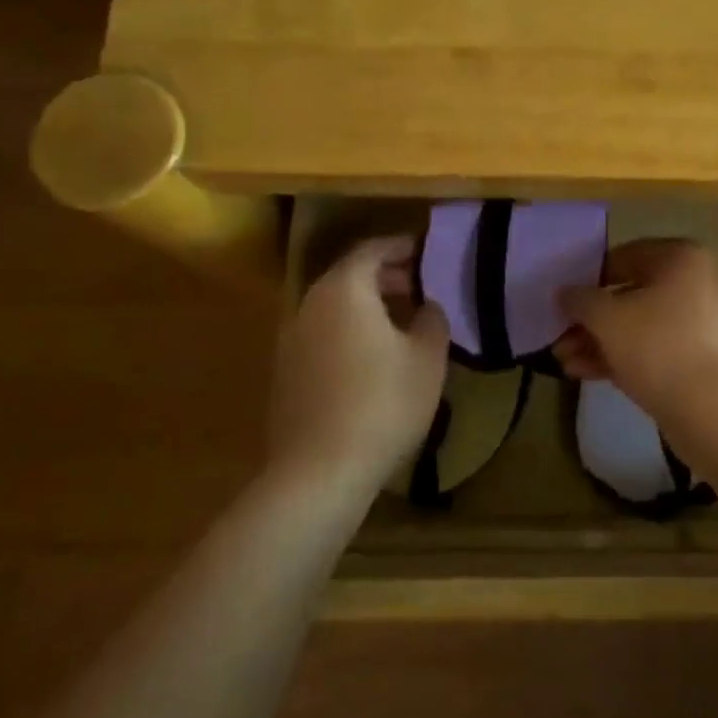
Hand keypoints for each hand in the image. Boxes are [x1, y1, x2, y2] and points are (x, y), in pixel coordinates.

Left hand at [266, 235, 448, 487]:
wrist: (320, 470)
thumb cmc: (383, 403)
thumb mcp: (428, 357)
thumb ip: (432, 320)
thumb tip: (426, 306)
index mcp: (344, 290)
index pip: (372, 249)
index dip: (401, 246)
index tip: (425, 251)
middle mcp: (310, 304)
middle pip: (349, 275)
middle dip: (385, 275)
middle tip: (418, 286)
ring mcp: (291, 339)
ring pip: (334, 307)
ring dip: (366, 305)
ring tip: (400, 322)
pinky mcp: (286, 372)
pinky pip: (322, 334)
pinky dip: (348, 331)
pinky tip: (372, 358)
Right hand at [554, 238, 717, 434]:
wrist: (714, 411)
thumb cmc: (659, 346)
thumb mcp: (608, 317)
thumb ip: (580, 301)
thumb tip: (565, 293)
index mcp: (679, 259)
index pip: (623, 257)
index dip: (588, 278)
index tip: (562, 301)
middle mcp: (692, 285)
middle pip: (628, 295)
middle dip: (589, 319)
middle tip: (557, 336)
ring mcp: (695, 325)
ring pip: (635, 327)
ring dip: (597, 341)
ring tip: (562, 361)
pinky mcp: (693, 361)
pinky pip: (648, 351)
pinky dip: (617, 358)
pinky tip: (581, 372)